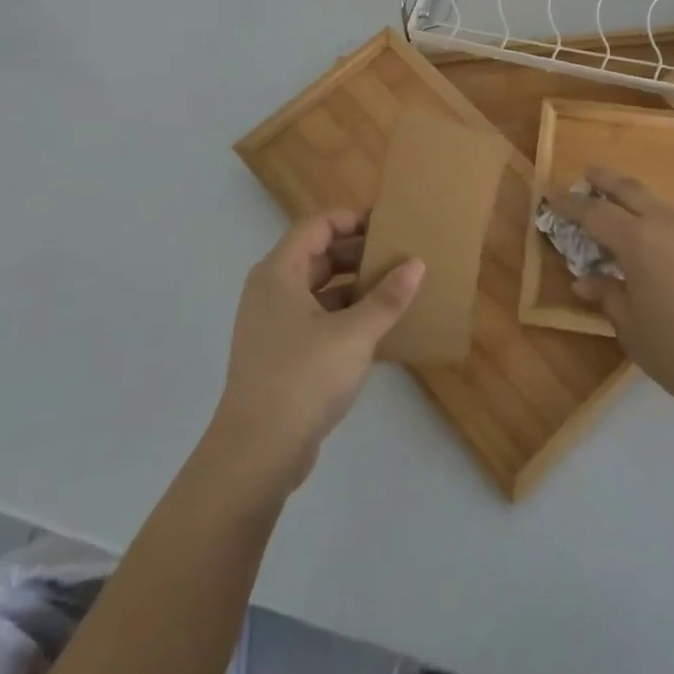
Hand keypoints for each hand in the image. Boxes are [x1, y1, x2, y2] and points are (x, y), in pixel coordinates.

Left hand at [208, 211, 423, 491]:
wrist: (256, 454)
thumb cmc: (303, 378)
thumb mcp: (354, 334)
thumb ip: (387, 297)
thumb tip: (416, 263)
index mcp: (279, 272)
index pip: (318, 225)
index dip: (352, 219)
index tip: (389, 224)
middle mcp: (271, 291)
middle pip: (318, 255)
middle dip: (359, 253)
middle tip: (400, 255)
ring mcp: (273, 325)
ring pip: (319, 290)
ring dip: (355, 287)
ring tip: (396, 289)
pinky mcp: (281, 355)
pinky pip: (317, 319)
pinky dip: (345, 316)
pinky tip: (378, 328)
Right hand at [548, 168, 673, 421]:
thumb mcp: (630, 326)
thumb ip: (607, 294)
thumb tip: (585, 280)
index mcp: (637, 240)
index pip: (593, 212)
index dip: (568, 203)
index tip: (548, 193)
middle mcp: (664, 224)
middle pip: (628, 189)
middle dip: (604, 179)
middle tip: (585, 174)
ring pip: (653, 200)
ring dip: (630, 196)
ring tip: (613, 203)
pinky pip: (671, 218)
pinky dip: (651, 215)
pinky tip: (647, 235)